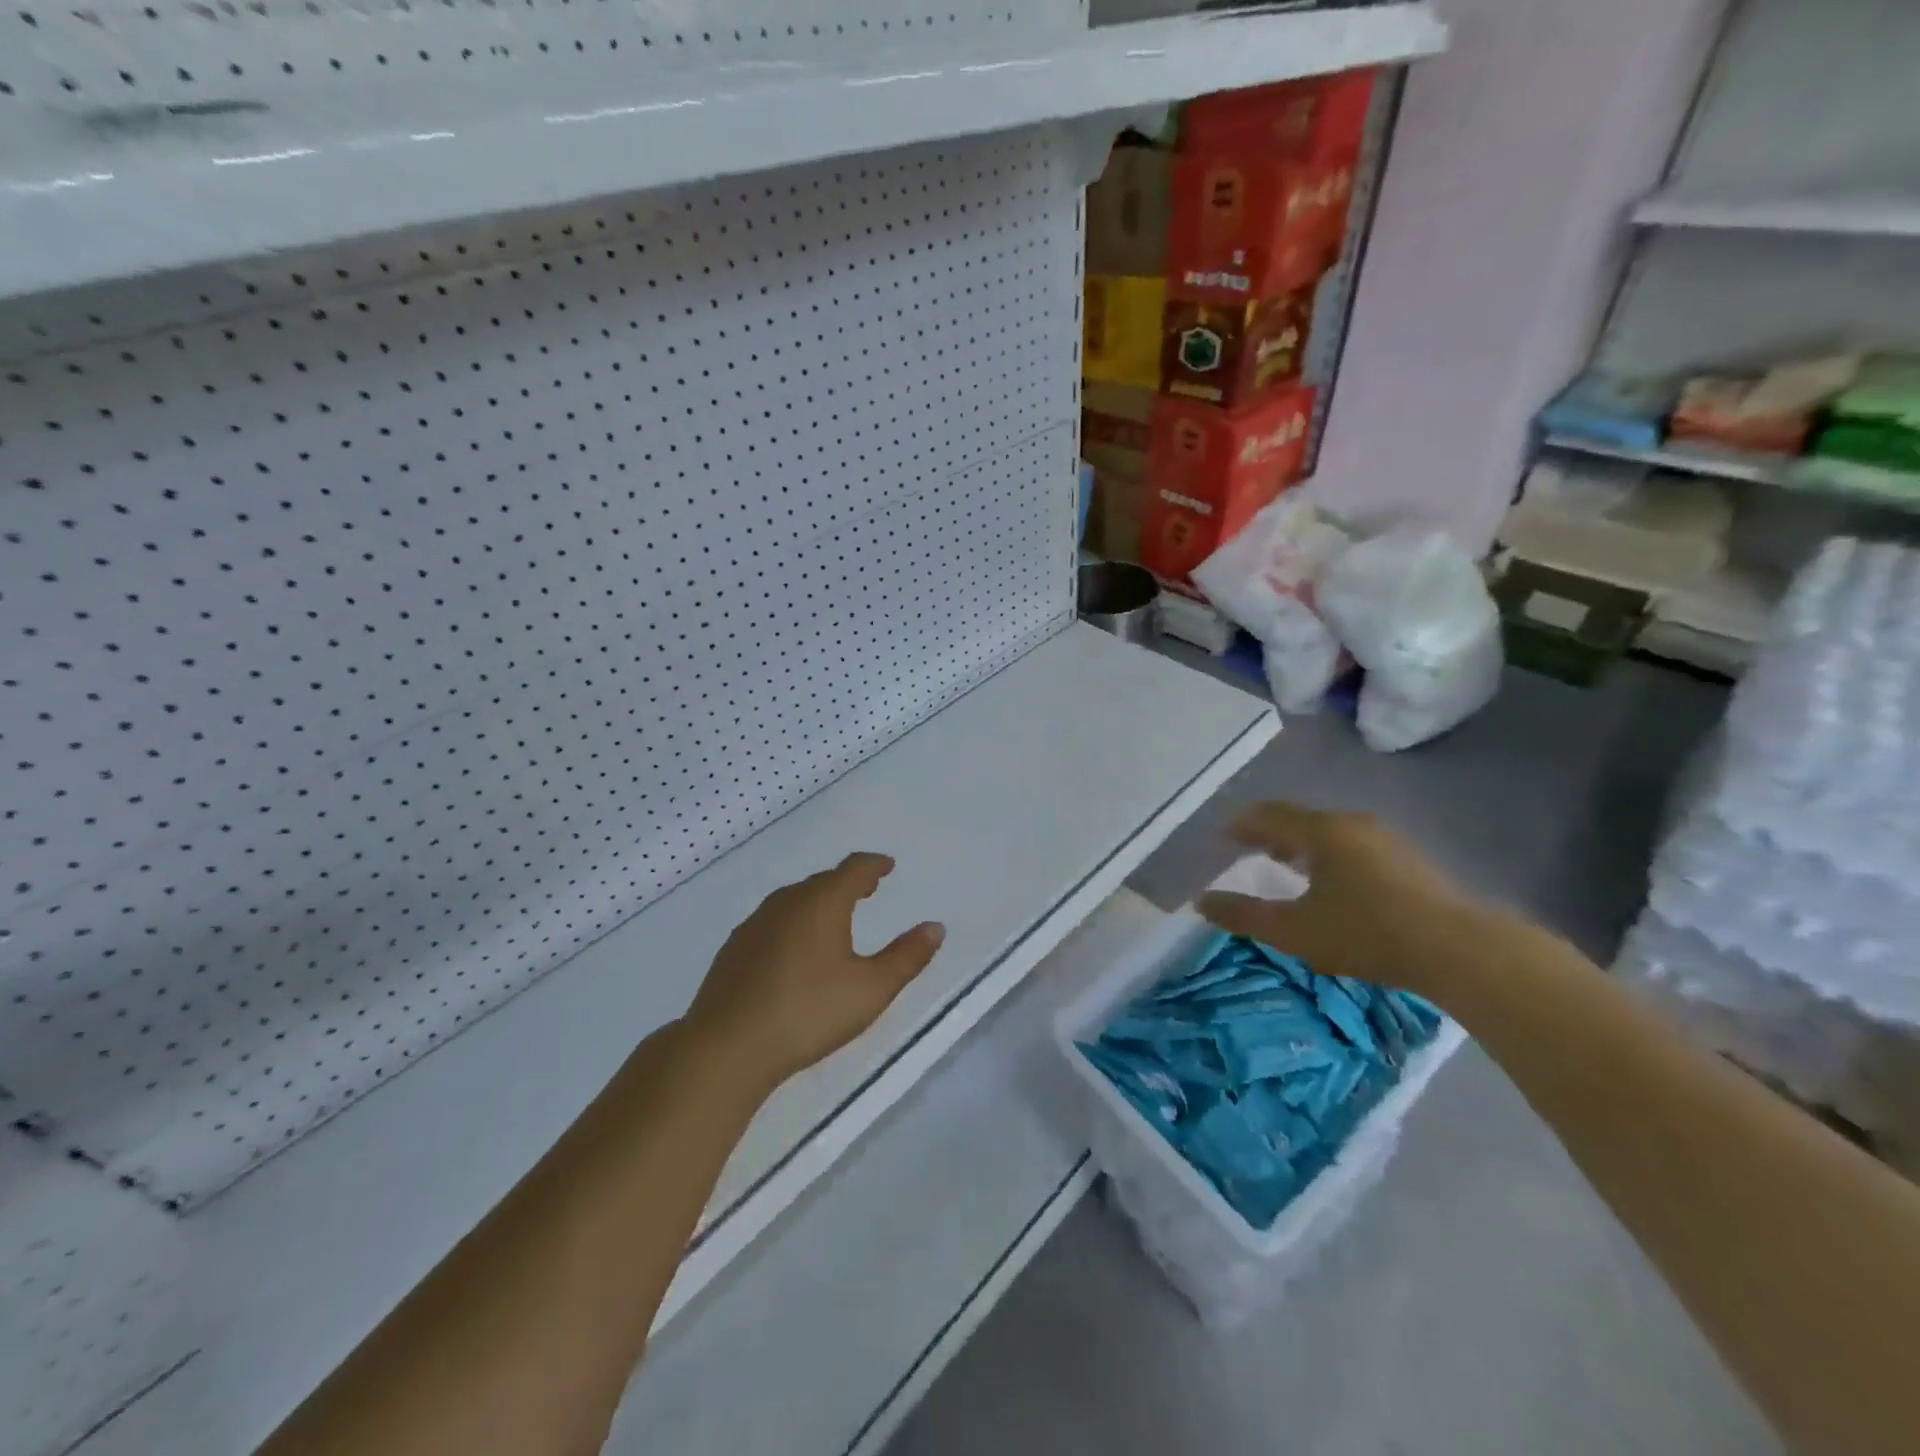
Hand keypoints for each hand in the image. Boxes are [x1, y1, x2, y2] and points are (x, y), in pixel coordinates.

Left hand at [685, 853, 945, 1088]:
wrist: (727, 1047)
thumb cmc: (808, 1012)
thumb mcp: (871, 989)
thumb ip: (907, 957)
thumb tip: (935, 927)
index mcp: (823, 902)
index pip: (854, 869)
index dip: (874, 865)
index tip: (887, 866)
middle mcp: (787, 902)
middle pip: (823, 881)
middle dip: (848, 882)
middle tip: (867, 889)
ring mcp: (755, 924)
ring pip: (794, 900)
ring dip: (818, 901)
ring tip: (834, 916)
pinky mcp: (734, 949)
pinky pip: (773, 921)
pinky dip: (793, 922)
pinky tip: (794, 948)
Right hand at [1197, 802, 1484, 999]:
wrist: (1460, 951)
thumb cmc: (1367, 933)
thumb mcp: (1294, 931)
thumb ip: (1243, 915)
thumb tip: (1201, 901)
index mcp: (1321, 831)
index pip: (1268, 815)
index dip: (1239, 825)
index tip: (1220, 838)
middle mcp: (1352, 824)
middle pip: (1299, 819)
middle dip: (1269, 833)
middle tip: (1247, 850)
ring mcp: (1385, 839)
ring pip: (1329, 832)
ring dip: (1300, 844)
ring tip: (1284, 864)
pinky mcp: (1408, 860)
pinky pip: (1352, 845)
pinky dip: (1328, 855)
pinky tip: (1331, 882)